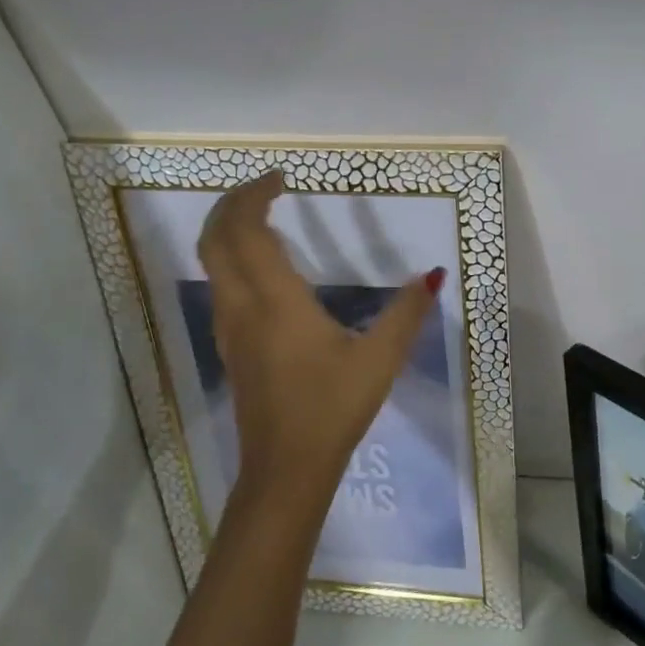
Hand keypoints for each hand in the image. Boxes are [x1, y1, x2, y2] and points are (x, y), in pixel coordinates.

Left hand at [196, 170, 442, 509]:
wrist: (286, 467)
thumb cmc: (332, 408)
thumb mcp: (380, 359)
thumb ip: (407, 313)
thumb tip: (433, 275)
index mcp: (276, 301)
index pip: (248, 231)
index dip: (255, 196)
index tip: (281, 178)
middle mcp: (243, 307)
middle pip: (215, 239)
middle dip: (232, 204)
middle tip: (265, 188)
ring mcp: (231, 329)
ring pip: (212, 263)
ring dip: (228, 231)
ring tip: (264, 218)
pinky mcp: (232, 348)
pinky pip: (221, 286)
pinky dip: (232, 259)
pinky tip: (265, 271)